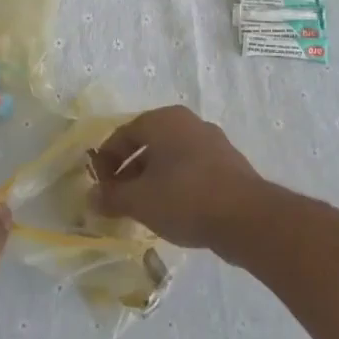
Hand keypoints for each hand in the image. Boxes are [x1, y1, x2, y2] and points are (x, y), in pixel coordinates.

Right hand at [91, 105, 267, 250]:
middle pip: (148, 144)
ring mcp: (213, 142)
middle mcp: (188, 123)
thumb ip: (112, 197)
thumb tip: (91, 198)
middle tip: (118, 198)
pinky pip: (192, 170)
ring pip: (171, 158)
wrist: (247, 218)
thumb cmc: (185, 198)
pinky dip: (176, 185)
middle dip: (129, 171)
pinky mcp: (229, 165)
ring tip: (143, 208)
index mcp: (164, 120)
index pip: (124, 134)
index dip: (106, 161)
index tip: (99, 187)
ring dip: (152, 180)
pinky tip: (173, 211)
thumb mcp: (139, 200)